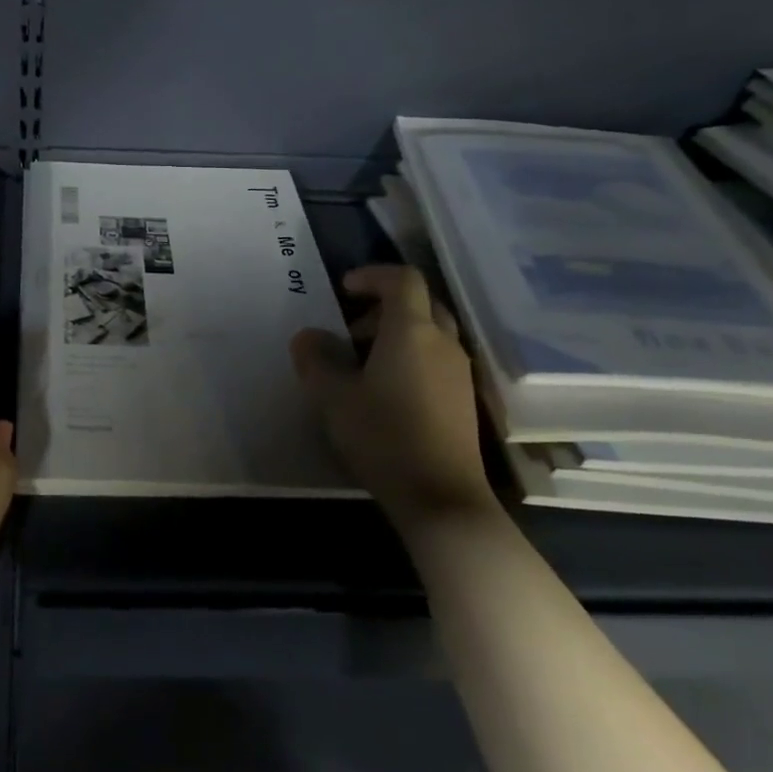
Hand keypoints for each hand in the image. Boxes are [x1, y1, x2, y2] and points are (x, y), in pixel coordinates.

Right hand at [291, 265, 493, 523]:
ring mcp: (459, 371)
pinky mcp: (464, 399)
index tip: (344, 289)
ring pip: (431, 332)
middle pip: (420, 303)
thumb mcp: (333, 397)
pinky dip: (412, 357)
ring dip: (398, 334)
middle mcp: (443, 342)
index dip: (373, 275)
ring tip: (364, 364)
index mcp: (412, 331)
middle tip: (351, 331)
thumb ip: (316, 359)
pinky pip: (437, 359)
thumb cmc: (383, 436)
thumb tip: (308, 336)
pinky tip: (387, 392)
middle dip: (384, 307)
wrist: (441, 496)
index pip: (402, 279)